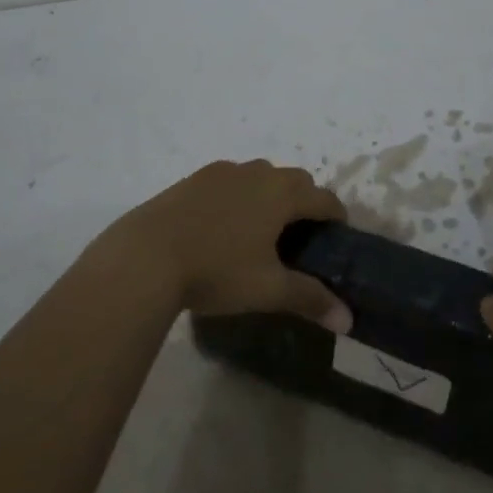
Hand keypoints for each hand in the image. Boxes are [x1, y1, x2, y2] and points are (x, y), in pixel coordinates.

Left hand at [99, 160, 352, 331]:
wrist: (144, 257)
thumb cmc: (216, 270)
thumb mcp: (267, 289)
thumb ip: (310, 299)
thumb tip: (348, 320)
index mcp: (282, 194)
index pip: (324, 198)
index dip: (336, 216)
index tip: (337, 236)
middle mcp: (257, 174)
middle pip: (295, 179)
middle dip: (305, 200)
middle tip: (300, 235)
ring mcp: (222, 172)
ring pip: (260, 175)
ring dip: (270, 193)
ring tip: (261, 228)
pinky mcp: (193, 179)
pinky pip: (230, 180)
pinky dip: (239, 194)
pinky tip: (222, 224)